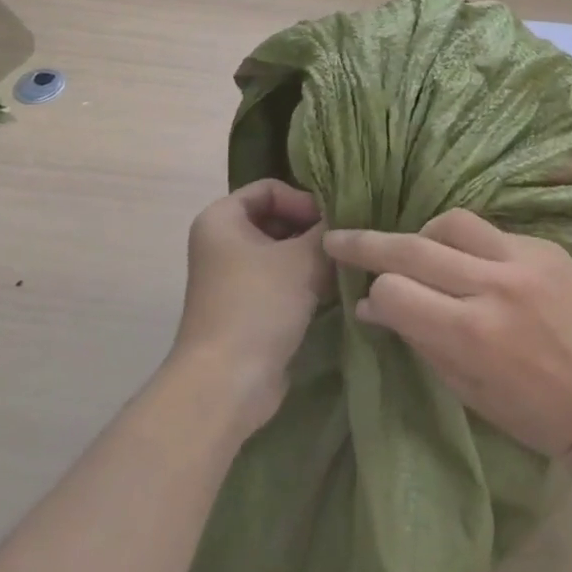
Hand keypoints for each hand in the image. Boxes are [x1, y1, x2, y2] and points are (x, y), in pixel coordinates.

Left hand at [178, 180, 331, 434]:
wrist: (227, 383)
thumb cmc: (259, 305)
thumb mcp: (303, 258)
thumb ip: (329, 230)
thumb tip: (349, 216)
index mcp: (222, 218)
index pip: (270, 188)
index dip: (304, 199)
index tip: (332, 222)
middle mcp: (222, 242)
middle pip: (277, 219)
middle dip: (313, 229)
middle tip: (345, 245)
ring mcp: (233, 278)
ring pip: (282, 252)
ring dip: (313, 257)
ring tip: (344, 267)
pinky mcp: (247, 308)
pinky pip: (280, 281)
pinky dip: (305, 281)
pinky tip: (333, 290)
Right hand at [323, 210, 571, 457]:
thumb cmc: (532, 413)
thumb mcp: (465, 389)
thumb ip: (418, 339)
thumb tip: (372, 306)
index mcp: (470, 333)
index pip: (394, 291)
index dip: (374, 296)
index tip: (367, 300)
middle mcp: (494, 285)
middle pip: (413, 246)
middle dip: (368, 243)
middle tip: (339, 238)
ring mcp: (525, 259)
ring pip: (451, 221)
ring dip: (424, 234)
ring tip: (416, 250)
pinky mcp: (548, 247)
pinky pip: (492, 232)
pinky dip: (469, 245)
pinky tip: (470, 263)